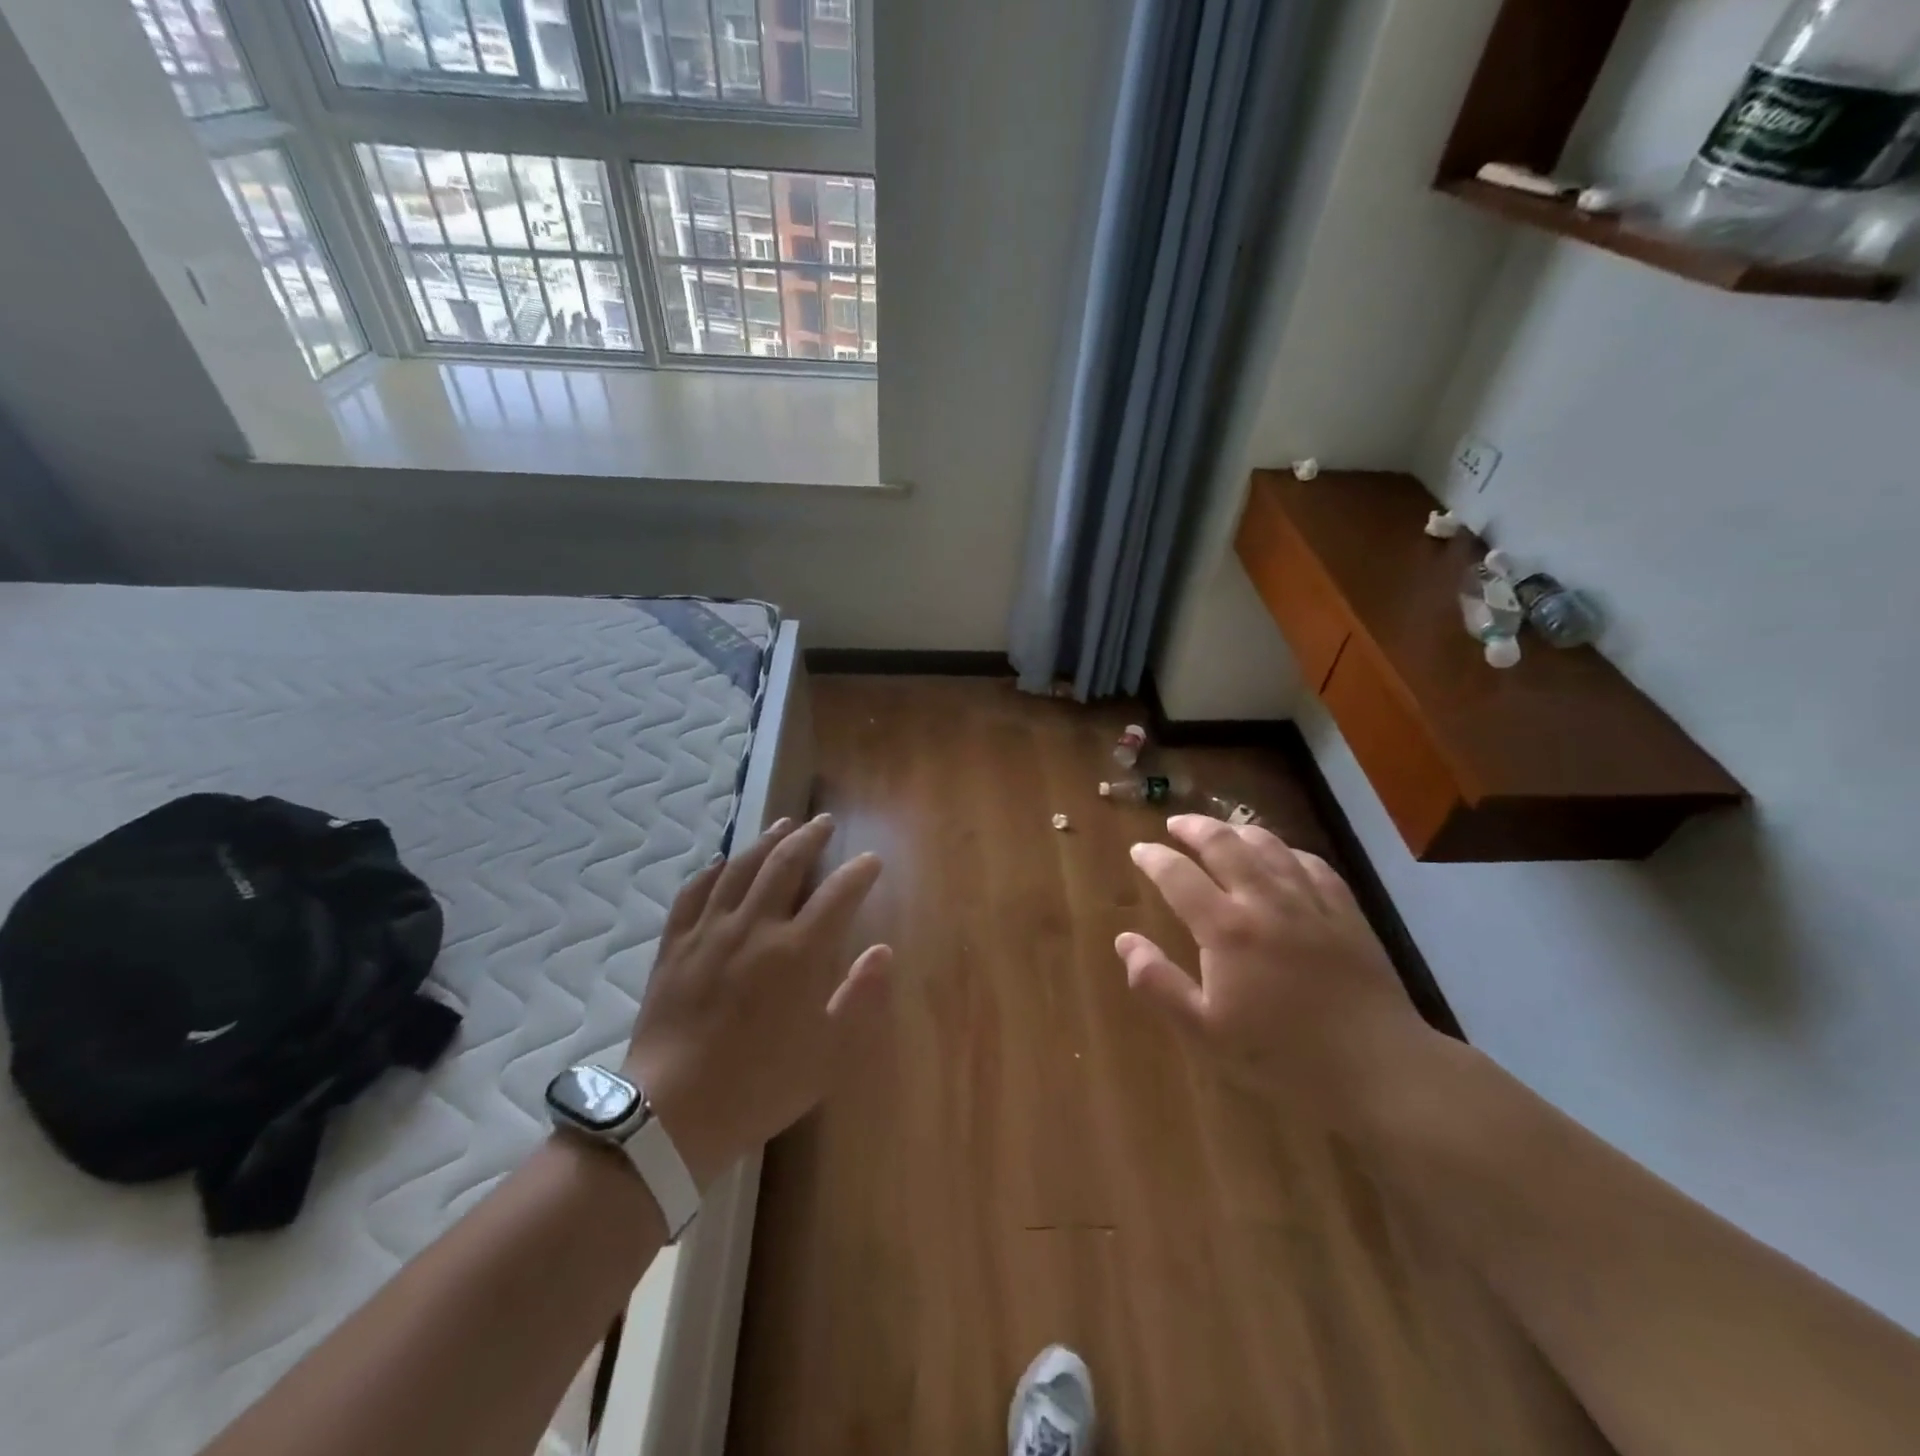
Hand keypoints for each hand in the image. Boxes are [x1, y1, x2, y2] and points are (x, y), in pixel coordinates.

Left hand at [623, 814, 891, 1190]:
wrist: (672, 1114)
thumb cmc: (761, 1085)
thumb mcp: (830, 1054)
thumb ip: (861, 997)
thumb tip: (882, 951)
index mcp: (798, 953)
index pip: (838, 893)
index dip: (859, 871)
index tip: (871, 861)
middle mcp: (755, 927)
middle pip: (786, 863)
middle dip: (811, 837)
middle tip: (825, 822)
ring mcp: (710, 931)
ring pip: (740, 867)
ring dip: (766, 841)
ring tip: (782, 824)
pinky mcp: (674, 944)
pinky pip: (694, 892)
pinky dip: (712, 870)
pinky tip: (722, 862)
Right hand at [1118, 815, 1431, 1121]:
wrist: (1378, 1068)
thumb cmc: (1281, 1056)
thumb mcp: (1204, 1032)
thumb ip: (1158, 983)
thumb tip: (1123, 941)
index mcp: (1226, 928)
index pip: (1178, 875)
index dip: (1153, 858)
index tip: (1138, 850)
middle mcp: (1265, 900)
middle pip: (1224, 844)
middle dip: (1193, 827)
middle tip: (1175, 824)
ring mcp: (1309, 901)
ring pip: (1269, 844)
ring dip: (1237, 830)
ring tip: (1221, 830)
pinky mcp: (1345, 912)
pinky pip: (1312, 863)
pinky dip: (1287, 850)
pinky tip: (1281, 855)